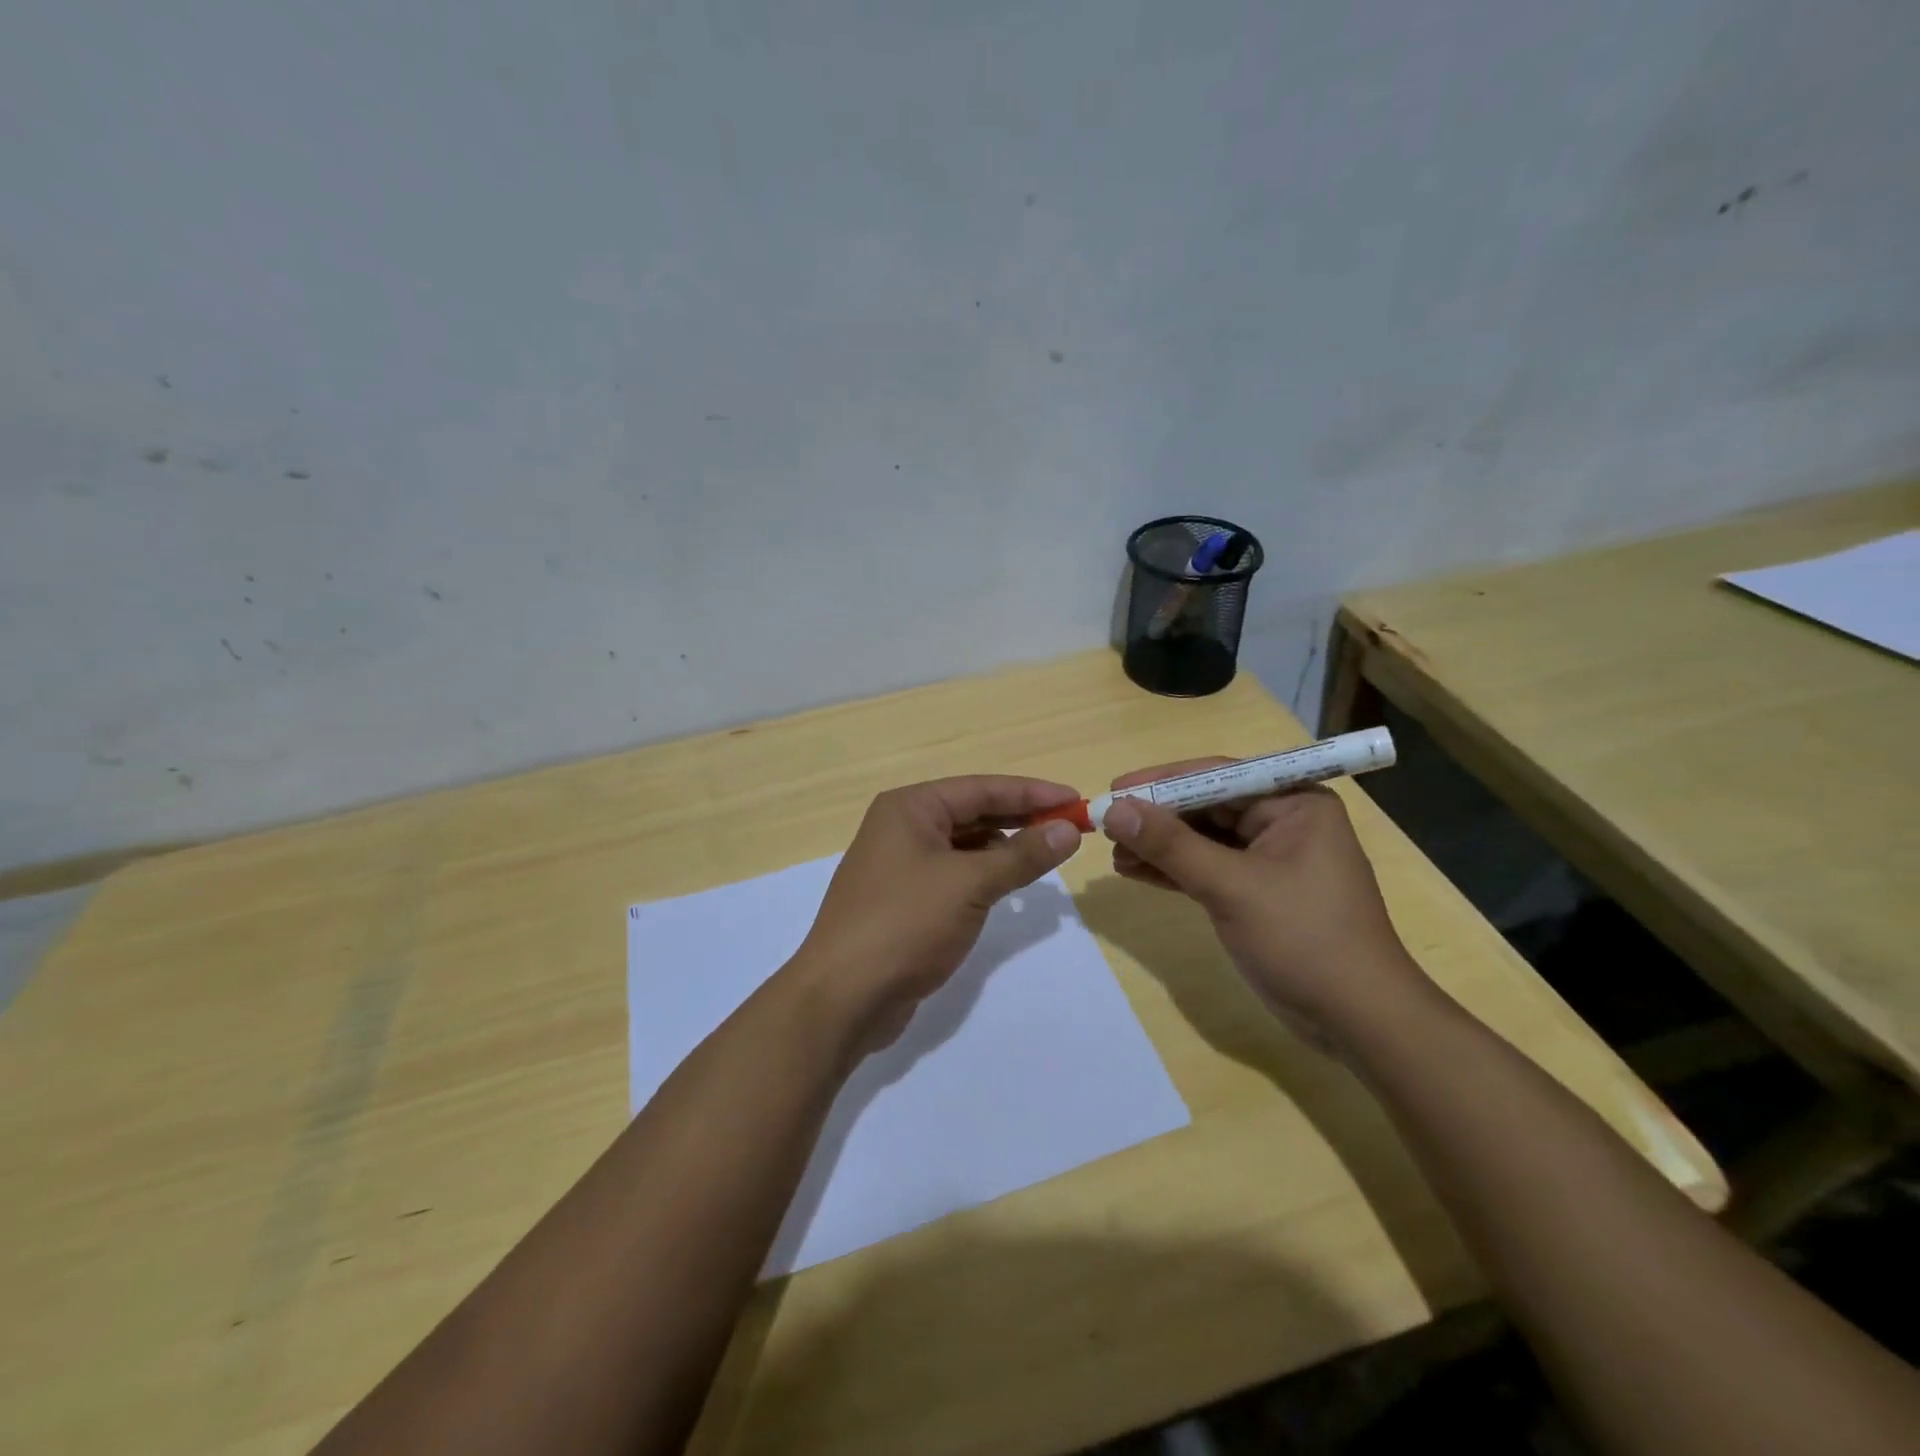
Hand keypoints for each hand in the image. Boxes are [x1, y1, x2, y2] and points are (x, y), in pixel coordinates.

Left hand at [792, 776, 1084, 1050]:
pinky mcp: (904, 900)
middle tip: (1070, 828)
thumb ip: (1022, 855)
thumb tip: (1069, 829)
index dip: (1032, 793)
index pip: (982, 789)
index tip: (1076, 800)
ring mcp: (900, 865)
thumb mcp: (970, 884)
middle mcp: (902, 827)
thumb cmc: (906, 924)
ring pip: (964, 845)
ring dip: (1004, 848)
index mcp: (910, 808)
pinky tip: (1011, 885)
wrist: (843, 997)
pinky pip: (954, 874)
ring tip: (1048, 854)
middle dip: (1021, 819)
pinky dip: (984, 874)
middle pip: (972, 812)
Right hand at [1102, 758, 1431, 1048]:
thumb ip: (1171, 845)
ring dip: (1159, 846)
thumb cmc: (1304, 939)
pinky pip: (1207, 869)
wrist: (1359, 1020)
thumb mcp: (1232, 887)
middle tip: (1106, 824)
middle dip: (1156, 817)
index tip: (1114, 789)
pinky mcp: (1257, 892)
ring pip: (1202, 840)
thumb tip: (1114, 810)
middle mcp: (1283, 821)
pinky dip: (1173, 870)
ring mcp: (1270, 859)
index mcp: (1293, 803)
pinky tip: (1135, 871)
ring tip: (1113, 853)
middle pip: (1206, 806)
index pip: (1217, 776)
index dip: (1161, 782)